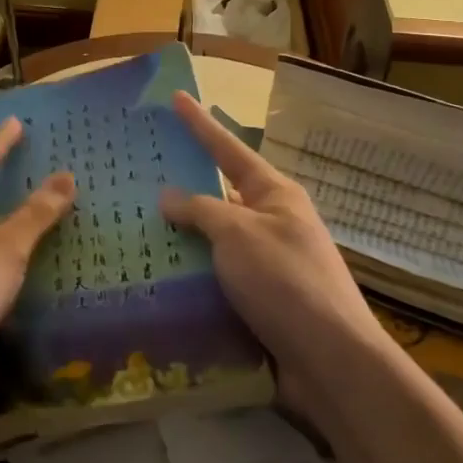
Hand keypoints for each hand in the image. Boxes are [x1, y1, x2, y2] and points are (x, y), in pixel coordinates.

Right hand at [159, 93, 386, 420]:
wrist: (330, 364)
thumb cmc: (285, 282)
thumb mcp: (238, 233)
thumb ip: (200, 210)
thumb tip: (168, 197)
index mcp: (274, 196)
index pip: (228, 150)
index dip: (200, 124)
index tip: (176, 98)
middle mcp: (271, 225)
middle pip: (218, 197)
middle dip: (180, 190)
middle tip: (136, 178)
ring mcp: (265, 266)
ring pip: (212, 243)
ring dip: (179, 241)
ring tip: (132, 232)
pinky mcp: (257, 304)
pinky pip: (213, 279)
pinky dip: (187, 278)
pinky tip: (154, 280)